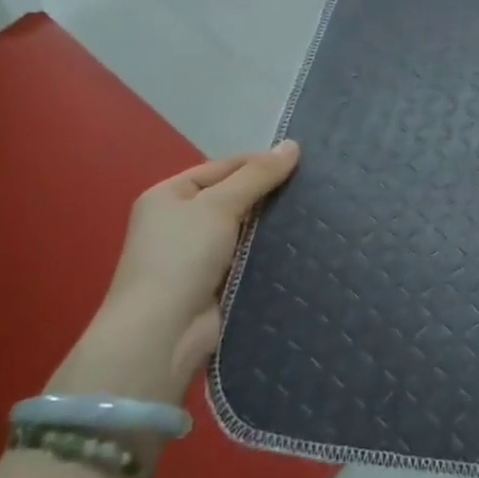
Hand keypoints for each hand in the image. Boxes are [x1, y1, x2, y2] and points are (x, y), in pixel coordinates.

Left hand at [49, 142, 299, 402]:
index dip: (259, 162)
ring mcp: (196, 255)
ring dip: (272, 224)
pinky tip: (301, 244)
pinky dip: (269, 251)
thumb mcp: (219, 205)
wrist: (162, 333)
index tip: (302, 162)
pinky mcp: (215, 283)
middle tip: (314, 186)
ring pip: (244, 229)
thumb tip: (293, 144)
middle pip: (234, 197)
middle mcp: (180, 222)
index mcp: (169, 195)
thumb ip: (257, 175)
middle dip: (269, 193)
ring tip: (316, 211)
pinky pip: (248, 257)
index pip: (222, 167)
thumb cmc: (182, 257)